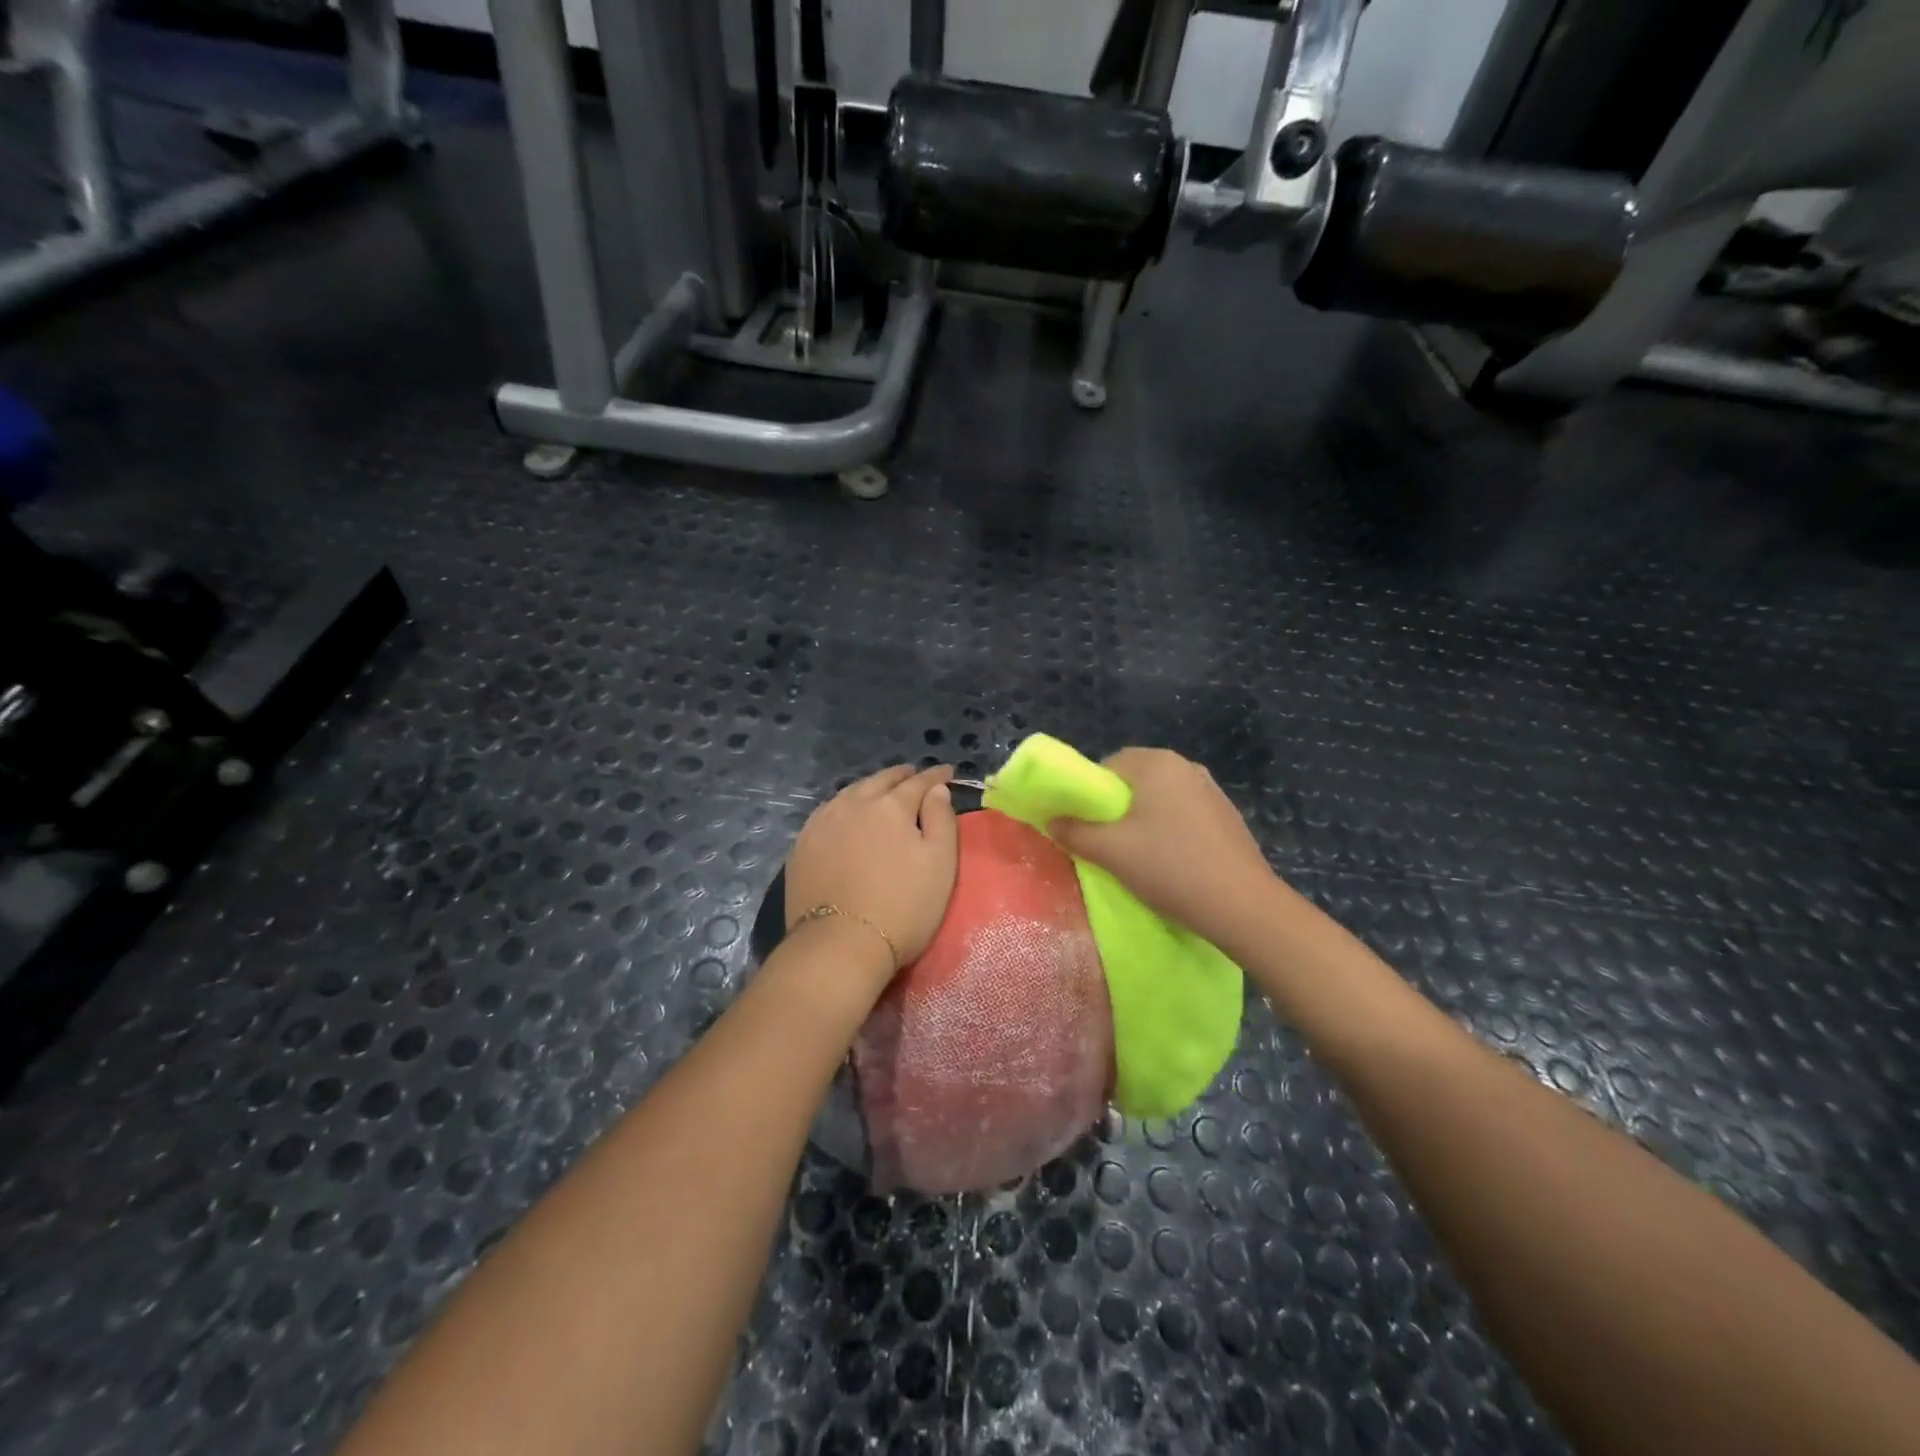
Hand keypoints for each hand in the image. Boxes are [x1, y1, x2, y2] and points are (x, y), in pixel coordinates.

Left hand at [785, 764, 959, 975]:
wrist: (839, 944)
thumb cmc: (902, 906)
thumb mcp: (940, 864)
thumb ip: (941, 819)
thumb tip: (937, 790)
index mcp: (891, 805)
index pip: (919, 782)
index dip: (936, 776)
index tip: (948, 772)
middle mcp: (854, 804)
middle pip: (881, 780)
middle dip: (902, 776)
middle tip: (915, 776)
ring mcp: (823, 823)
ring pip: (852, 792)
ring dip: (871, 788)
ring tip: (882, 791)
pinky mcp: (803, 845)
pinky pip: (828, 812)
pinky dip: (845, 805)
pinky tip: (847, 814)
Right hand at [1048, 748, 1273, 944]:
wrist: (1243, 906)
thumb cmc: (1169, 868)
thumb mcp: (1110, 852)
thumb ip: (1074, 832)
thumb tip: (1052, 821)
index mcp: (1156, 763)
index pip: (1107, 765)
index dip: (1089, 794)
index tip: (1086, 827)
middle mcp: (1186, 766)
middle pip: (1135, 780)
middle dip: (1116, 808)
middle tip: (1108, 844)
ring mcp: (1211, 790)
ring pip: (1160, 798)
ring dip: (1144, 820)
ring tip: (1139, 856)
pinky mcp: (1227, 816)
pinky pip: (1184, 814)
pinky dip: (1170, 830)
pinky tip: (1172, 862)